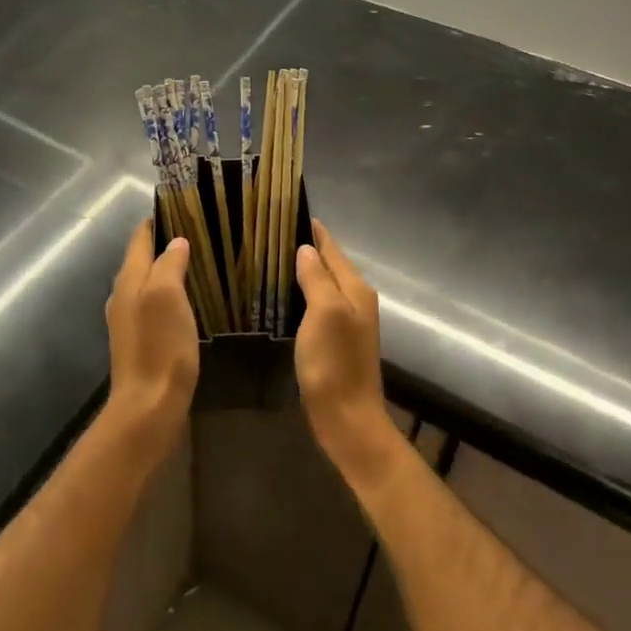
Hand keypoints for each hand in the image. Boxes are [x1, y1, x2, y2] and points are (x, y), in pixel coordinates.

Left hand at [103, 221, 198, 453]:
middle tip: (196, 230)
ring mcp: (129, 322)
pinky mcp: (140, 342)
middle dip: (164, 242)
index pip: (140, 239)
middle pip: (141, 260)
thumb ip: (169, 264)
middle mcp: (123, 296)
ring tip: (196, 261)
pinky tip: (187, 300)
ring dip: (167, 269)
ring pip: (147, 283)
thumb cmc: (160, 347)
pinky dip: (169, 294)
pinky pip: (154, 305)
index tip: (179, 204)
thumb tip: (176, 242)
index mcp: (128, 280)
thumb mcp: (167, 297)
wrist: (148, 408)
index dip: (156, 220)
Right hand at [295, 221, 402, 481]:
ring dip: (305, 270)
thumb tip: (305, 248)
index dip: (314, 230)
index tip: (289, 210)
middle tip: (273, 231)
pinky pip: (319, 304)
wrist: (348, 420)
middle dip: (307, 247)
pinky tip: (286, 294)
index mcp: (355, 289)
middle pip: (330, 264)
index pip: (333, 248)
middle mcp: (356, 300)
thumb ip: (317, 278)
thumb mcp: (324, 313)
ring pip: (325, 284)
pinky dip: (304, 292)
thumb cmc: (334, 364)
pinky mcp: (336, 341)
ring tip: (274, 257)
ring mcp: (348, 322)